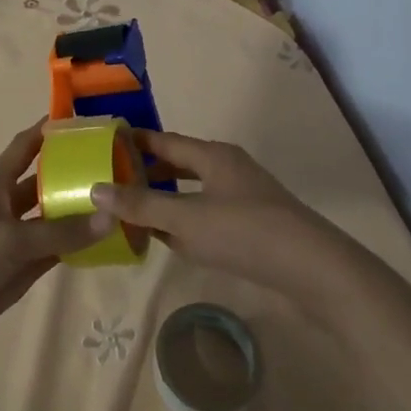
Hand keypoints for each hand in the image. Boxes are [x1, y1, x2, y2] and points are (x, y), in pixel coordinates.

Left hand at [0, 120, 112, 350]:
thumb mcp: (11, 240)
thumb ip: (60, 232)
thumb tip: (110, 216)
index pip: (27, 145)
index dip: (50, 129)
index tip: (84, 117)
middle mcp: (9, 203)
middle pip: (47, 180)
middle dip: (76, 171)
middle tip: (119, 164)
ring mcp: (16, 235)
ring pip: (54, 216)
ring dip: (80, 210)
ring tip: (122, 202)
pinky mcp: (21, 265)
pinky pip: (55, 248)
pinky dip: (77, 244)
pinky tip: (106, 241)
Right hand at [91, 130, 327, 286]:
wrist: (314, 270)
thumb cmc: (245, 233)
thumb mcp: (186, 220)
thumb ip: (142, 206)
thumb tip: (96, 189)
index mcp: (213, 156)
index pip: (164, 141)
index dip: (134, 142)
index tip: (103, 144)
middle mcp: (228, 168)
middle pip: (179, 163)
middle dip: (147, 172)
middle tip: (112, 182)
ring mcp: (243, 196)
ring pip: (194, 190)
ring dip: (166, 198)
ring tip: (134, 211)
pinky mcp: (253, 223)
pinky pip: (208, 212)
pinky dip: (185, 219)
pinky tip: (171, 239)